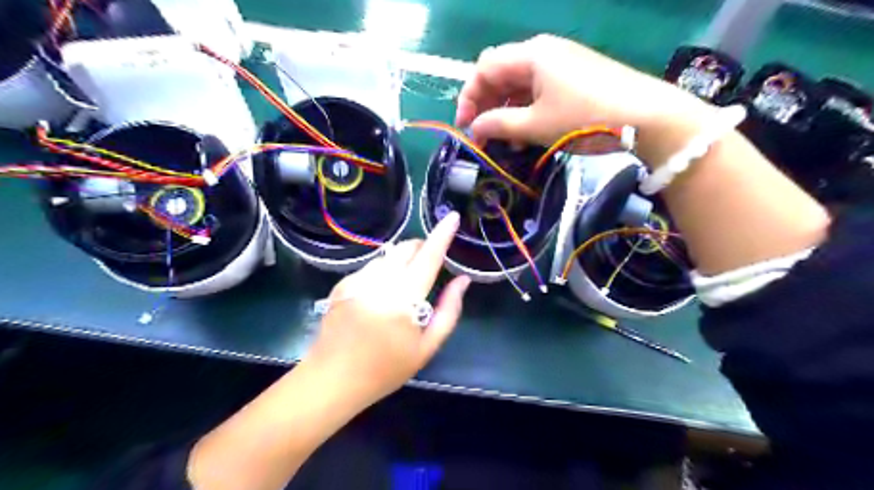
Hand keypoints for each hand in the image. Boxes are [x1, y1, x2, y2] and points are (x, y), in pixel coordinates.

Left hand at [306, 212, 470, 402]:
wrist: (332, 379)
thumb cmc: (386, 369)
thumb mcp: (427, 347)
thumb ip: (449, 310)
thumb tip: (462, 280)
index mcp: (402, 300)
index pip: (427, 258)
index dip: (442, 235)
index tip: (452, 216)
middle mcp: (378, 282)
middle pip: (406, 248)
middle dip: (421, 249)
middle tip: (428, 268)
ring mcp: (356, 280)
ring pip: (389, 256)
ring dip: (402, 262)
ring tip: (401, 290)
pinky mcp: (343, 282)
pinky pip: (372, 266)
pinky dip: (384, 272)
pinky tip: (379, 297)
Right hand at [455, 34, 712, 148]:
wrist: (647, 117)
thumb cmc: (585, 118)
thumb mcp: (536, 125)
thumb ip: (499, 125)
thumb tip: (475, 130)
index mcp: (531, 55)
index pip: (484, 69)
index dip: (468, 97)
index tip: (464, 127)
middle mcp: (543, 52)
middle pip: (500, 74)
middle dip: (485, 104)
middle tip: (481, 134)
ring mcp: (561, 64)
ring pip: (519, 84)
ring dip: (505, 111)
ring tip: (504, 141)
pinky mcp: (574, 78)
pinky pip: (538, 91)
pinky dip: (525, 110)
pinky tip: (525, 134)